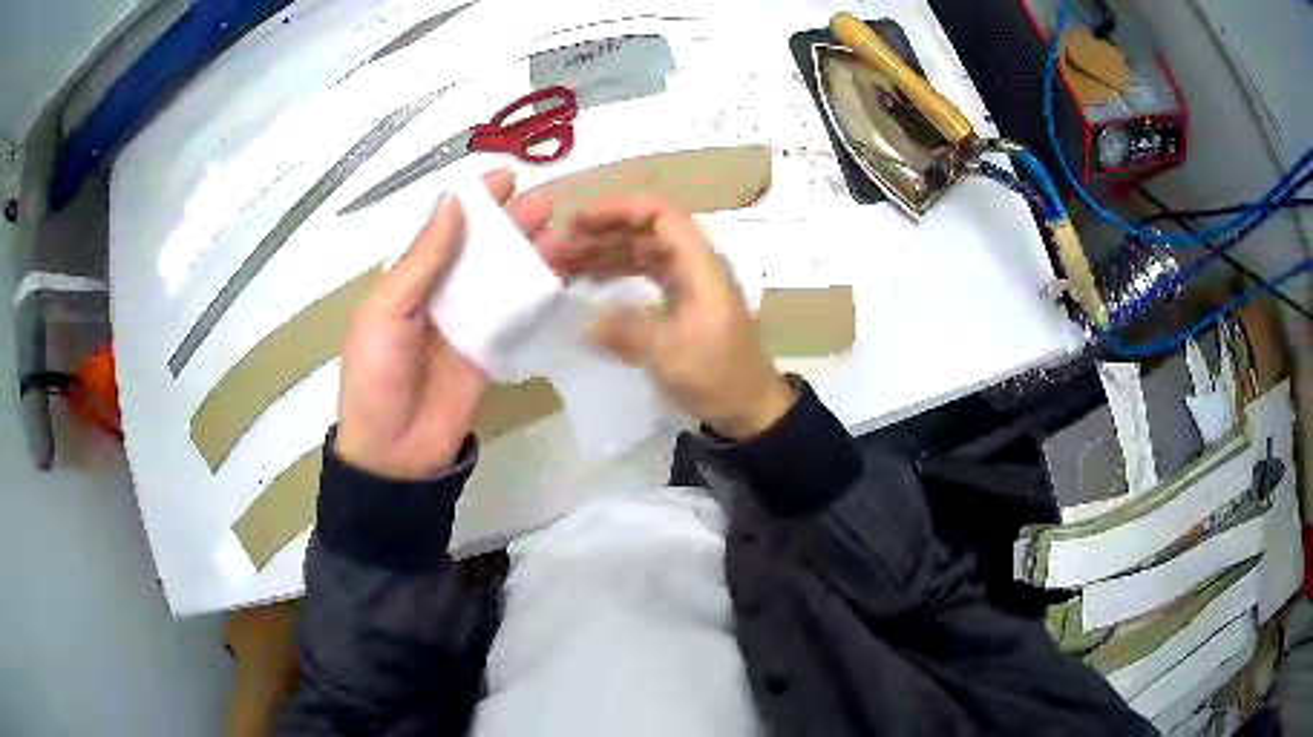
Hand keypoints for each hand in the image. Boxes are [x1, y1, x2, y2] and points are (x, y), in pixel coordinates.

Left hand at [335, 169, 554, 478]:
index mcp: (409, 280)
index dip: (474, 202)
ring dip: (528, 254)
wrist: (393, 452)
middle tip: (545, 202)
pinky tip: (558, 276)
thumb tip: (453, 203)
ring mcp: (467, 324)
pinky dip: (536, 296)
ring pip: (502, 278)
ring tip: (558, 232)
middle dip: (510, 223)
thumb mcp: (387, 312)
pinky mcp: (489, 352)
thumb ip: (422, 261)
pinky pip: (515, 317)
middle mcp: (440, 294)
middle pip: (480, 249)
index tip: (506, 176)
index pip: (446, 229)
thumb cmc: (376, 377)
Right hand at [542, 197, 795, 440]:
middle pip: (644, 230)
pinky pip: (644, 274)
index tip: (578, 223)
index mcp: (699, 264)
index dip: (618, 210)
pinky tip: (589, 281)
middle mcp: (693, 264)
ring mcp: (688, 282)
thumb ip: (626, 330)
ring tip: (563, 263)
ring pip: (641, 251)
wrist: (749, 407)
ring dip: (604, 252)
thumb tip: (584, 322)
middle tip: (558, 249)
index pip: (659, 214)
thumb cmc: (717, 376)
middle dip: (601, 233)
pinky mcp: (681, 301)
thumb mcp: (669, 354)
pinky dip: (616, 273)